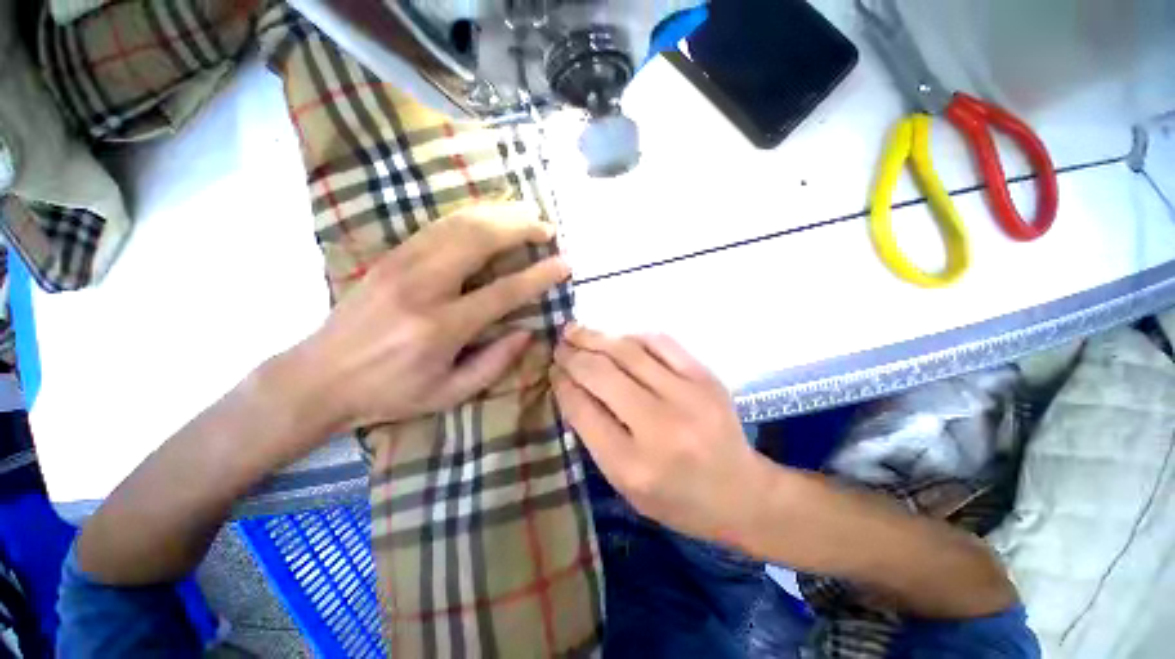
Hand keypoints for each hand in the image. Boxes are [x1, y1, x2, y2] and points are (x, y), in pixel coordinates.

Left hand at [294, 203, 568, 434]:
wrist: (317, 379)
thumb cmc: (389, 394)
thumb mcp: (449, 393)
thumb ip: (494, 363)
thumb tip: (527, 331)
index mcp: (442, 327)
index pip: (504, 291)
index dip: (540, 275)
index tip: (565, 263)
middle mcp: (423, 287)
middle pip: (480, 240)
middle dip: (520, 227)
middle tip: (546, 227)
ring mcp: (401, 265)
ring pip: (458, 224)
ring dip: (497, 213)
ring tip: (525, 213)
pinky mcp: (388, 257)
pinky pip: (436, 226)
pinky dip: (469, 216)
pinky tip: (487, 216)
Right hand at [552, 325, 771, 547]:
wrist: (741, 493)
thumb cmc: (677, 499)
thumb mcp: (626, 485)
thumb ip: (595, 437)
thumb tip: (572, 388)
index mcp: (633, 466)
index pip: (584, 411)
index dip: (563, 384)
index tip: (553, 370)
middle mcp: (659, 427)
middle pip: (603, 375)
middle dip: (574, 355)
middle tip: (559, 345)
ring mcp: (687, 396)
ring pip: (629, 352)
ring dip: (597, 337)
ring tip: (576, 330)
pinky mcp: (706, 377)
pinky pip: (661, 343)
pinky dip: (633, 336)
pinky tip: (618, 337)